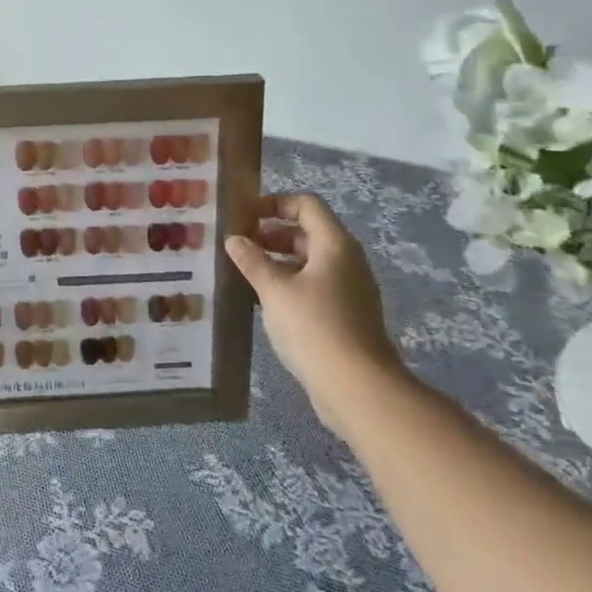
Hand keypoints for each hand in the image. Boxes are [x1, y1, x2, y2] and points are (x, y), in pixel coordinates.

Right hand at [226, 193, 408, 433]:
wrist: (358, 388)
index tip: (245, 217)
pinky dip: (289, 284)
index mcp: (334, 244)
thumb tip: (234, 239)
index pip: (306, 205)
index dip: (275, 203)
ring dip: (278, 261)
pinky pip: (314, 286)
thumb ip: (252, 261)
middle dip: (271, 234)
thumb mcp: (274, 290)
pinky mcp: (346, 315)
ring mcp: (349, 289)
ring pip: (310, 261)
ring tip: (244, 272)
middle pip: (307, 232)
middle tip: (238, 246)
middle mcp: (346, 260)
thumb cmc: (314, 327)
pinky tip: (264, 301)